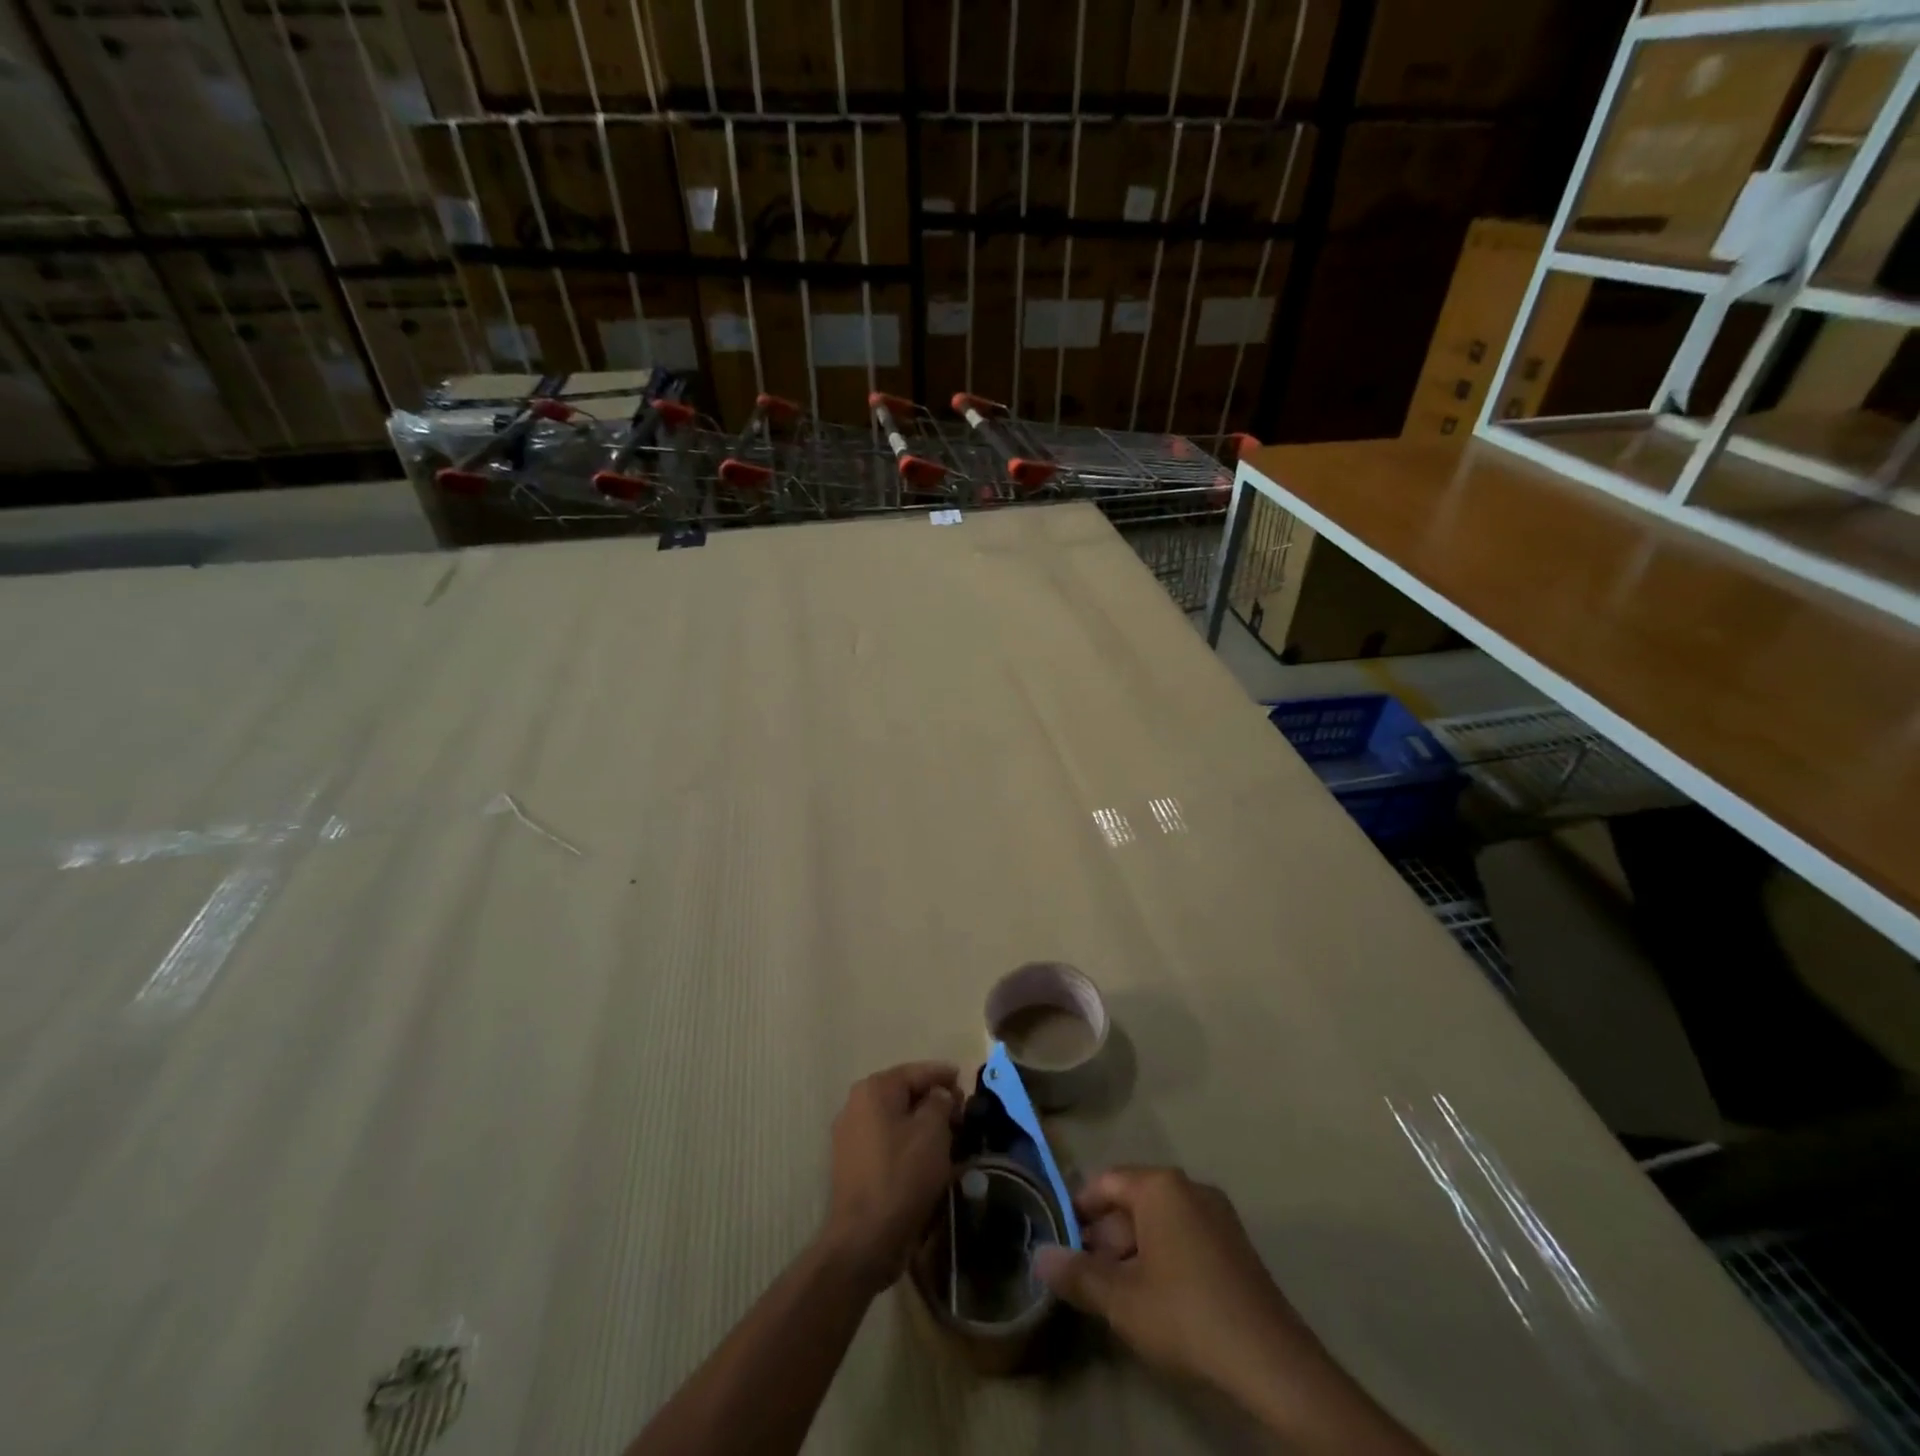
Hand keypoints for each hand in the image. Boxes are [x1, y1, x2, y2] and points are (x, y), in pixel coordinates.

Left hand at [820, 1061, 962, 1296]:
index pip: (917, 1071)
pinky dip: (907, 1142)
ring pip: (895, 1118)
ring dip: (921, 1123)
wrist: (864, 1240)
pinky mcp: (852, 1163)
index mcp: (875, 1089)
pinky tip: (926, 1157)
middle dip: (933, 1100)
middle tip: (961, 1114)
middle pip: (904, 1093)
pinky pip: (886, 1141)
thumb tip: (939, 1095)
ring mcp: (850, 1135)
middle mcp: (856, 1104)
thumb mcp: (932, 1131)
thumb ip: (940, 1101)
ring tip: (948, 1136)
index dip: (944, 1075)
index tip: (965, 1082)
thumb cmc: (902, 1176)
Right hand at [1033, 1167, 1325, 1403]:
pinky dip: (1162, 1256)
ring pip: (1159, 1221)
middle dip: (1105, 1236)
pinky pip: (1184, 1236)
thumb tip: (1038, 1256)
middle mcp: (1189, 1187)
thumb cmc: (1185, 1314)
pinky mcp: (1234, 1245)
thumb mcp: (1121, 1300)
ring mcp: (1217, 1214)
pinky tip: (1154, 1297)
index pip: (1105, 1182)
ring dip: (1132, 1250)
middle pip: (1132, 1201)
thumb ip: (1077, 1274)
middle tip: (1084, 1274)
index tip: (1060, 1238)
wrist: (1270, 1361)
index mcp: (1160, 1186)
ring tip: (1114, 1292)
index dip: (1078, 1208)